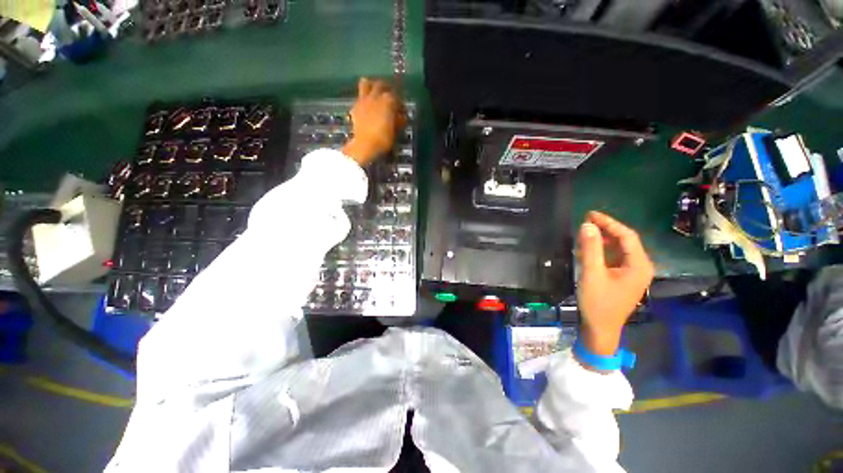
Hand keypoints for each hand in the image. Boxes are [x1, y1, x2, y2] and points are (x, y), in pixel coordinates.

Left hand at [342, 78, 404, 165]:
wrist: (365, 145)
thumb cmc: (384, 139)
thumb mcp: (395, 131)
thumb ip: (398, 120)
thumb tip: (401, 116)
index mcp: (388, 101)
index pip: (397, 96)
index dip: (400, 103)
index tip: (402, 109)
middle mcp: (375, 96)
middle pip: (381, 84)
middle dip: (386, 88)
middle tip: (389, 96)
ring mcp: (363, 100)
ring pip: (366, 83)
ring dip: (371, 86)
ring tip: (375, 93)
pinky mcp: (355, 107)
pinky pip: (359, 97)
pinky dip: (364, 99)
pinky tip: (366, 107)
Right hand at [577, 211, 653, 357]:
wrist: (600, 329)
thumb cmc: (598, 303)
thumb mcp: (592, 274)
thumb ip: (591, 249)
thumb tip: (587, 225)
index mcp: (639, 265)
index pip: (627, 236)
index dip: (609, 223)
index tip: (590, 214)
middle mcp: (640, 267)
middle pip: (625, 241)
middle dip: (606, 229)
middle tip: (586, 221)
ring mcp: (632, 274)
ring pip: (619, 250)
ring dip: (603, 240)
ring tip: (585, 232)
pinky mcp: (623, 279)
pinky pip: (615, 258)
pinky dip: (603, 251)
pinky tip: (589, 249)